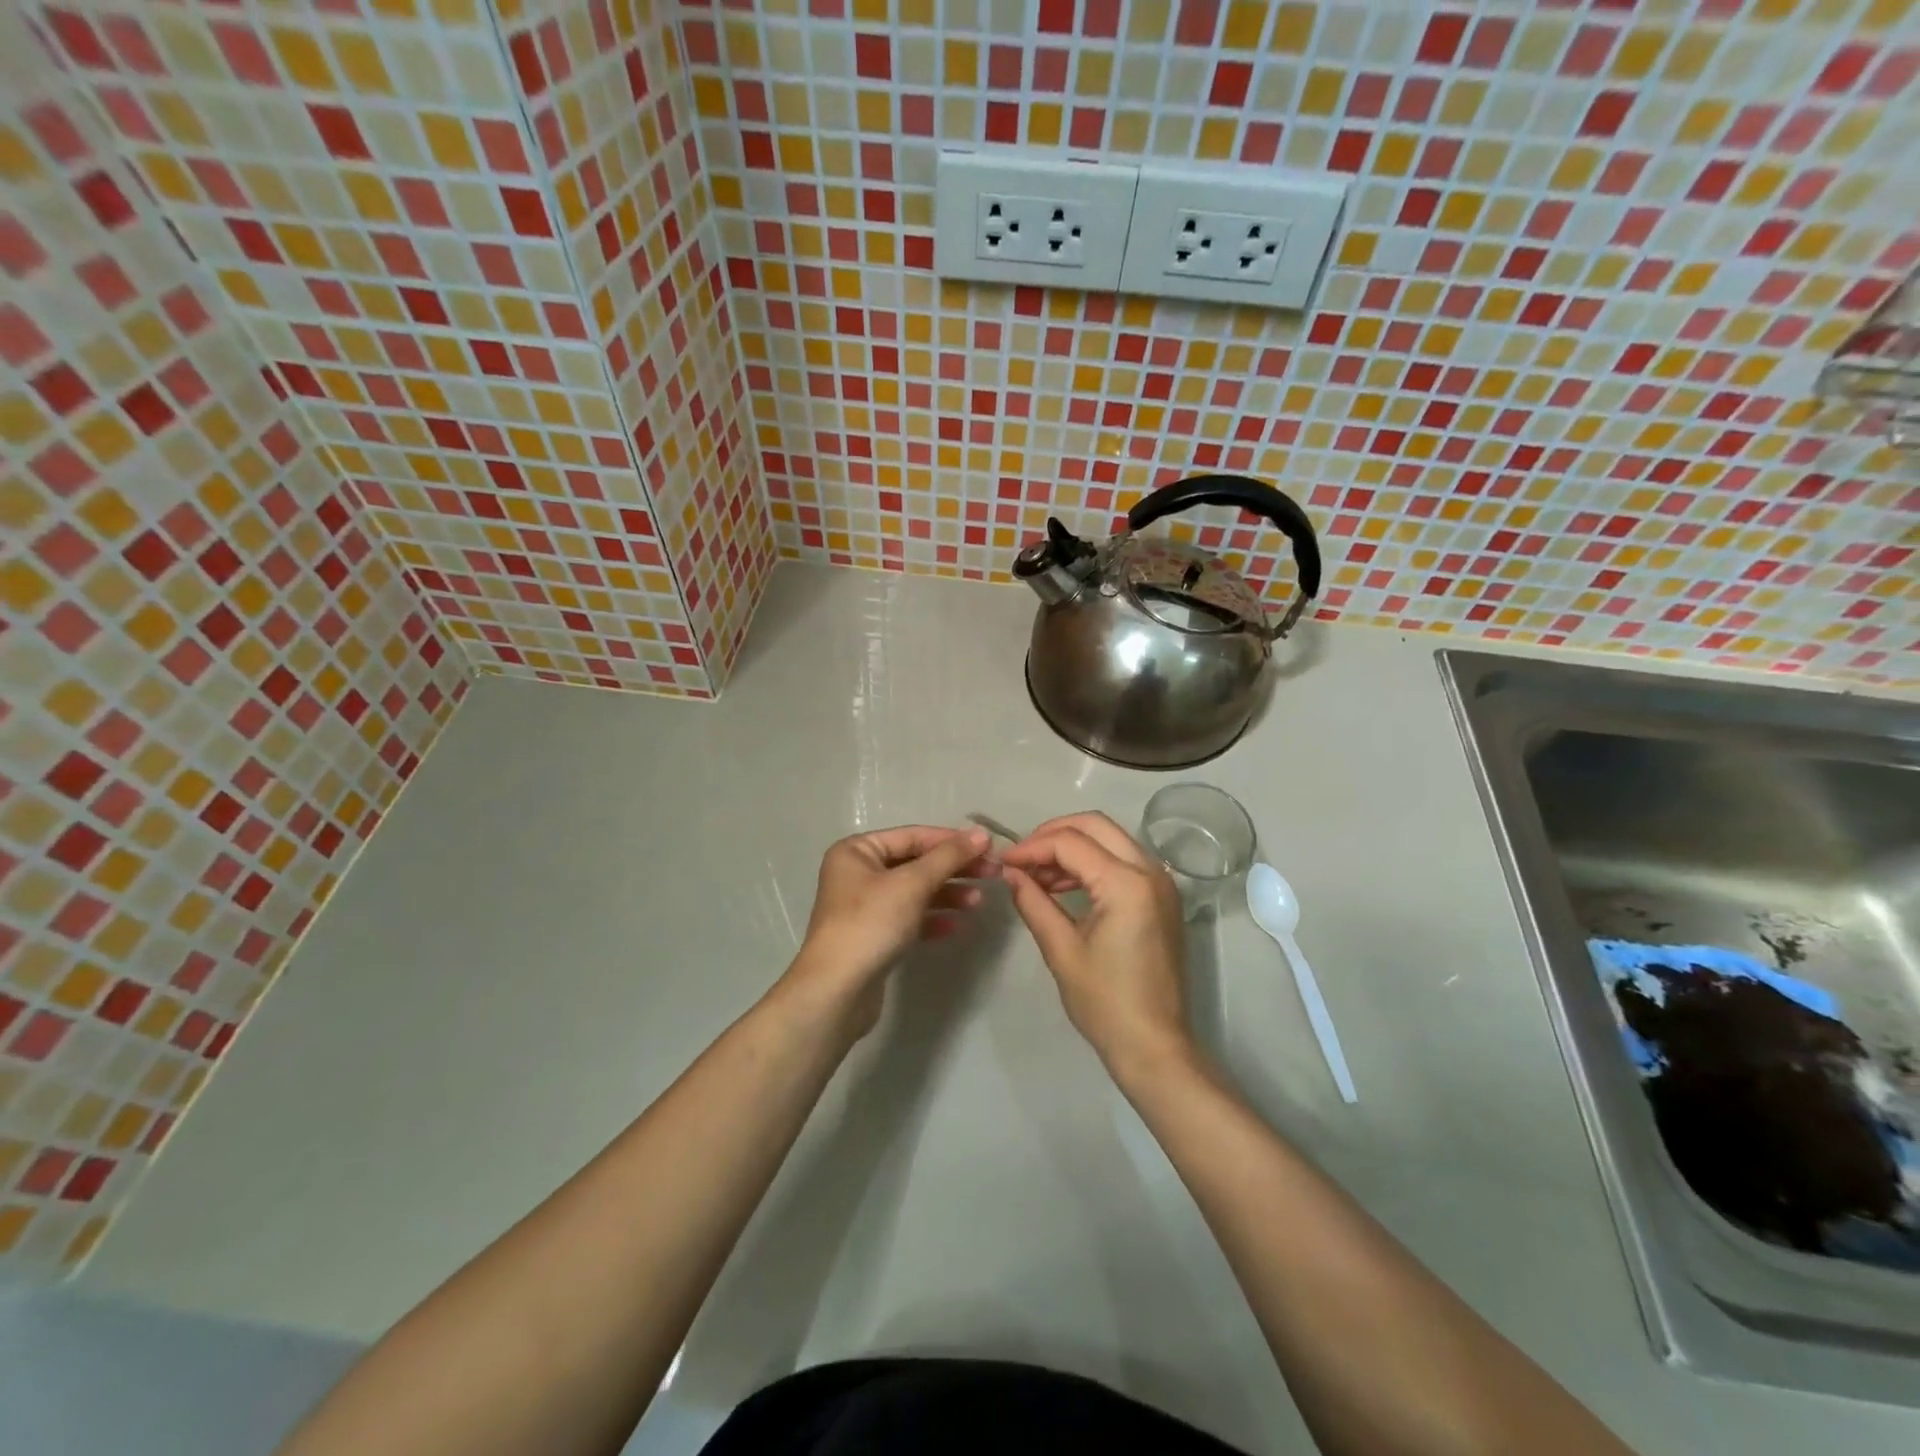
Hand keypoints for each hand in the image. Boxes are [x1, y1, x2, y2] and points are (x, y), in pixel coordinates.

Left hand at [783, 825, 994, 1032]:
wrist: (837, 991)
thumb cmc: (871, 924)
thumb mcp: (912, 884)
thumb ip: (948, 856)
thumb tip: (982, 833)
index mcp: (857, 851)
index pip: (913, 836)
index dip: (952, 841)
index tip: (989, 848)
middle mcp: (857, 873)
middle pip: (915, 863)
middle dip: (954, 869)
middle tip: (993, 875)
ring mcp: (864, 907)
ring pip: (914, 892)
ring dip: (947, 894)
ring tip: (978, 903)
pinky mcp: (873, 936)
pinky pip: (909, 918)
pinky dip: (932, 919)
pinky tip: (956, 926)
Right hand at [1000, 813, 1190, 1075]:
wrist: (1154, 1045)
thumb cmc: (1105, 1003)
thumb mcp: (1061, 950)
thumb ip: (1033, 902)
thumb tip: (1010, 872)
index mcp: (1126, 884)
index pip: (1070, 843)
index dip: (1032, 847)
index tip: (1004, 862)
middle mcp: (1150, 871)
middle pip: (1095, 825)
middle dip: (1053, 834)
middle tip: (1022, 858)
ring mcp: (1161, 882)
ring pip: (1111, 838)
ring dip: (1073, 847)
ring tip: (1038, 876)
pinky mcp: (1162, 897)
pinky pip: (1123, 860)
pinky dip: (1093, 862)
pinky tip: (1064, 885)